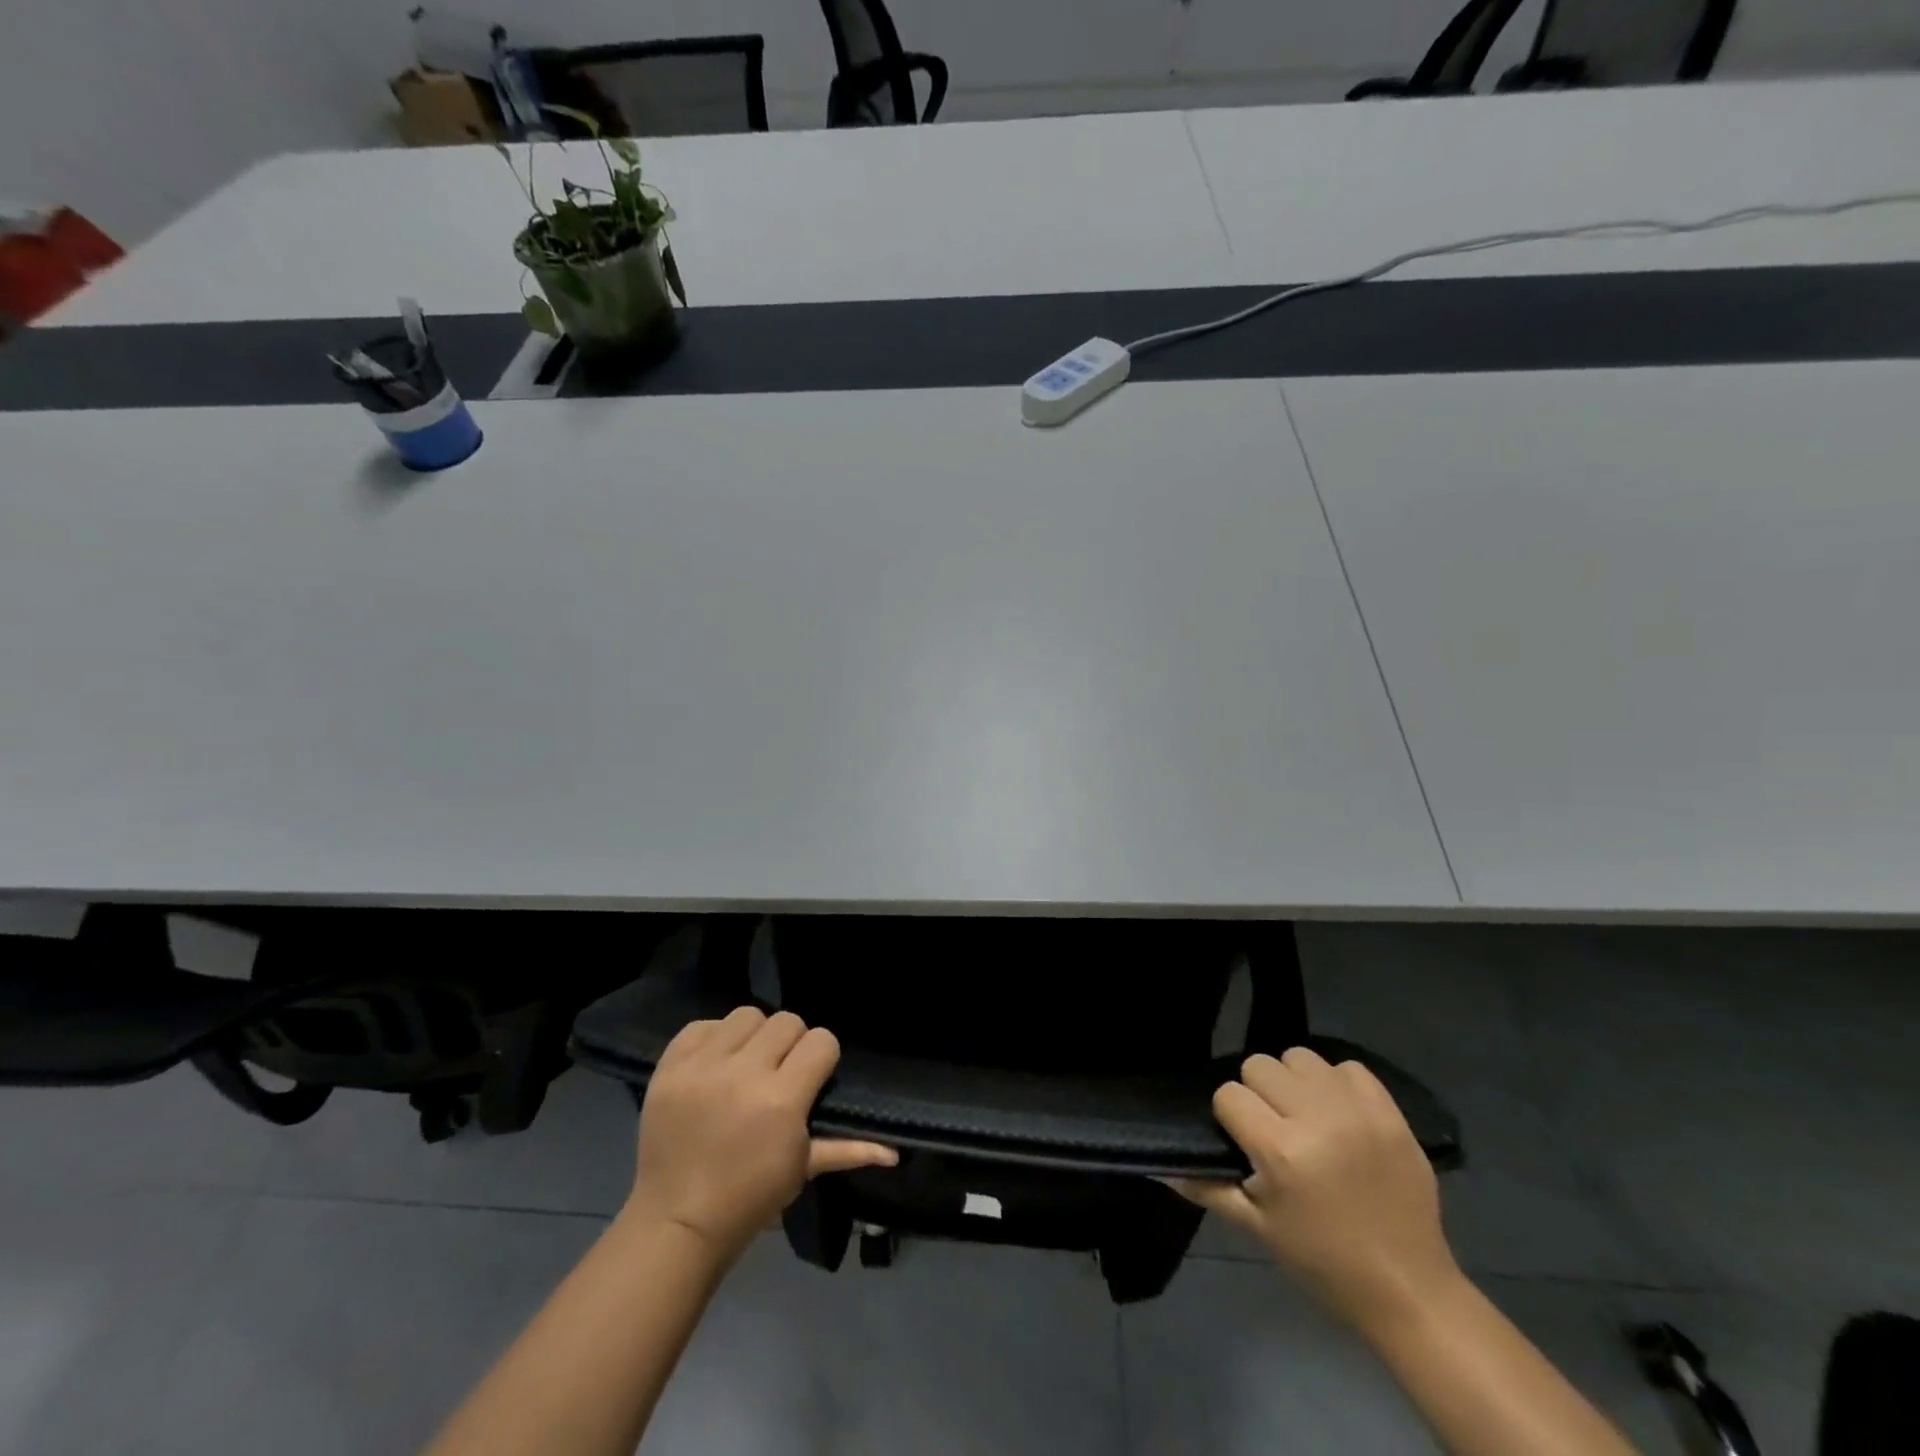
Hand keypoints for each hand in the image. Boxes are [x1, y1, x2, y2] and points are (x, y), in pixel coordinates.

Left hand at [626, 1007, 896, 1263]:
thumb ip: (848, 1149)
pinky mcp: (669, 1067)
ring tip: (745, 1065)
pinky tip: (715, 1064)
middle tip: (779, 1072)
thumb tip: (894, 1152)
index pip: (821, 1040)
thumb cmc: (749, 1199)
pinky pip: (702, 1025)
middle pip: (787, 1021)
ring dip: (753, 1037)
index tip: (812, 1077)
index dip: (821, 1056)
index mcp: (782, 1100)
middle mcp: (743, 1073)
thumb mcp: (802, 1171)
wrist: (675, 1223)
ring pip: (747, 1015)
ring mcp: (702, 1068)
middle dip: (790, 1044)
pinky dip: (713, 1039)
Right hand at [1172, 1047, 1460, 1332]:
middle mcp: (1316, 1119)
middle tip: (1274, 1127)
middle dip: (1258, 1093)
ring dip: (1295, 1081)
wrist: (1409, 1289)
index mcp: (1280, 1151)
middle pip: (1260, 1065)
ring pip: (1300, 1057)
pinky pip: (1348, 1067)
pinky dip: (1336, 1083)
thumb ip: (1207, 1188)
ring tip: (1305, 1114)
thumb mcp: (1257, 1229)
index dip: (1229, 1116)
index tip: (1243, 1141)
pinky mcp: (1390, 1112)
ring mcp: (1357, 1112)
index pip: (1229, 1094)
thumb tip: (1160, 1166)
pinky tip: (1339, 1113)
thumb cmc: (1322, 1261)